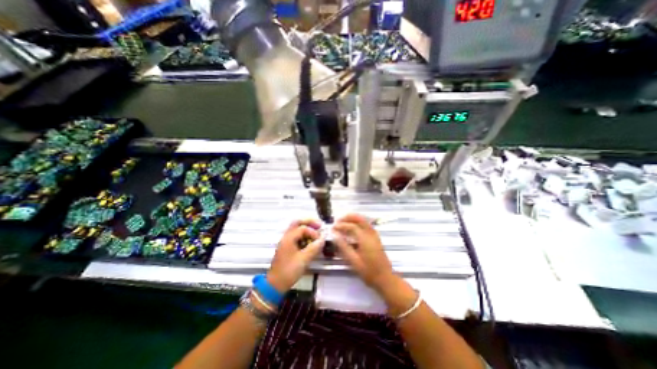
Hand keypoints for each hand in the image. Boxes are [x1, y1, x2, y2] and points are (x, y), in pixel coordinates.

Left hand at [267, 219, 325, 293]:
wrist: (275, 284)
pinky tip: (310, 241)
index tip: (319, 240)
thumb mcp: (304, 260)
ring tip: (316, 232)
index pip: (303, 228)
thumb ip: (314, 248)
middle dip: (309, 222)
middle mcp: (287, 237)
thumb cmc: (289, 271)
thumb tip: (323, 239)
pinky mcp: (287, 247)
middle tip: (319, 225)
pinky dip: (304, 235)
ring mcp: (286, 241)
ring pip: (296, 228)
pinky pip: (296, 236)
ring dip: (307, 228)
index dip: (313, 232)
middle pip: (297, 222)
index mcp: (289, 238)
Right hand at [334, 215, 394, 292]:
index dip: (341, 225)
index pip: (352, 226)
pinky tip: (352, 228)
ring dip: (353, 219)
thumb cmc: (368, 272)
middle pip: (359, 219)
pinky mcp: (376, 237)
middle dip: (348, 217)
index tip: (333, 227)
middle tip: (338, 221)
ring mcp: (374, 235)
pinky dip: (358, 223)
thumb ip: (344, 247)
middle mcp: (371, 233)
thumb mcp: (354, 261)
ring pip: (364, 220)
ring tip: (343, 222)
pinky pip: (366, 225)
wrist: (385, 278)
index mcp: (365, 238)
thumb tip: (335, 235)